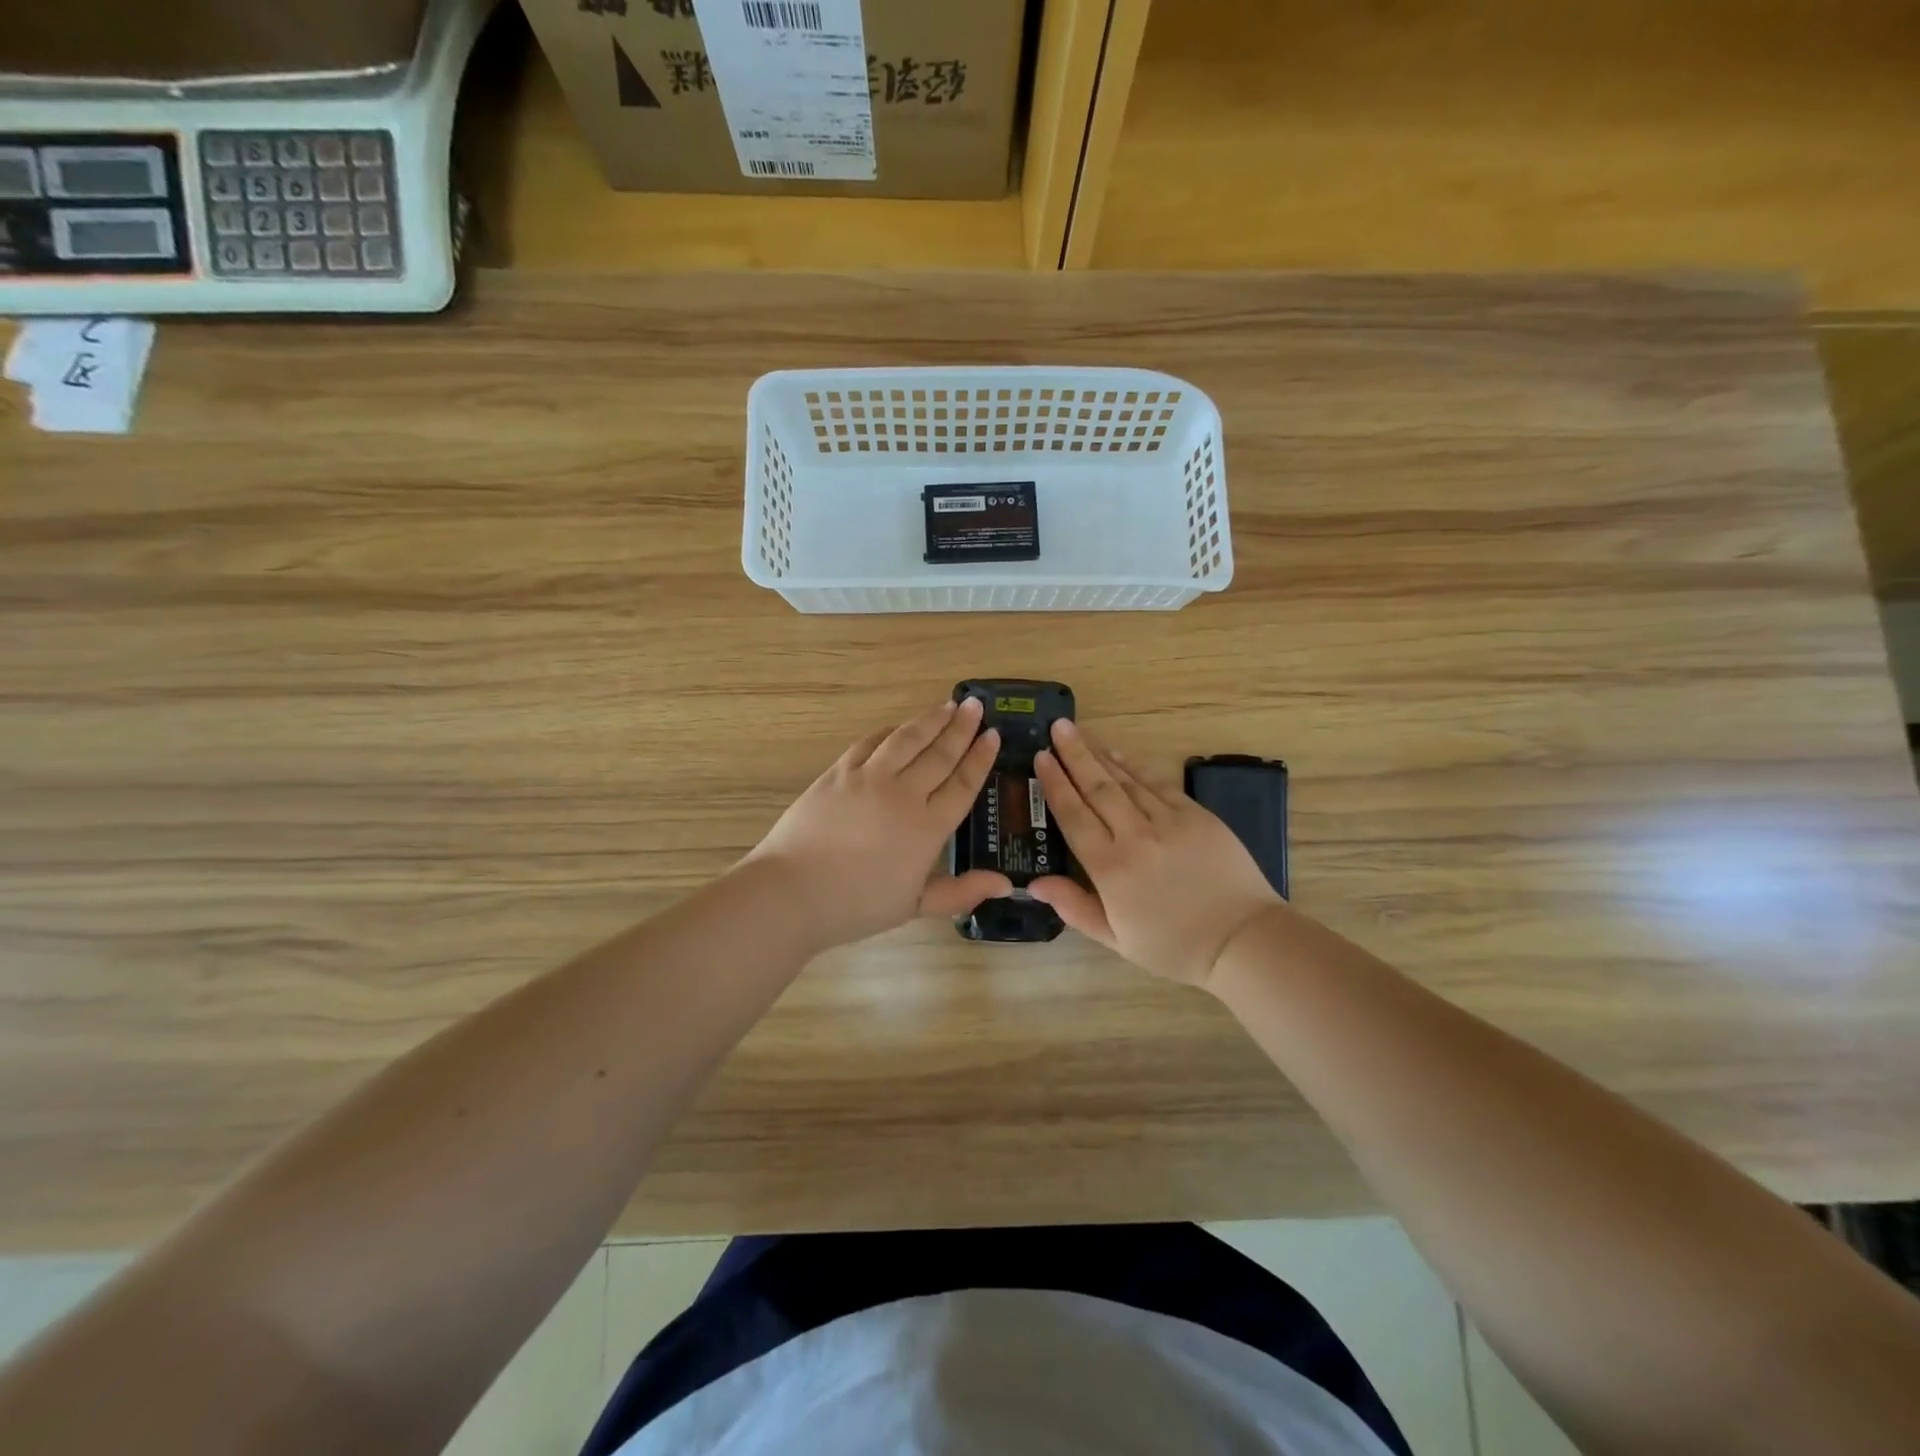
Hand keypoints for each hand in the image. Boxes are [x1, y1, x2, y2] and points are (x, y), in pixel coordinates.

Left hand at [746, 698, 1011, 950]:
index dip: (980, 758)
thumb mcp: (914, 906)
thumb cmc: (856, 905)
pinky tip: (898, 727)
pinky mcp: (838, 772)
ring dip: (930, 720)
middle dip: (961, 728)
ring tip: (947, 705)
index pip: (962, 784)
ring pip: (907, 740)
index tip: (993, 735)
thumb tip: (1005, 883)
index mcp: (927, 828)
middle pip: (939, 754)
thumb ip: (961, 892)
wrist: (792, 892)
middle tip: (976, 706)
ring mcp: (868, 778)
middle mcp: (903, 794)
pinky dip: (889, 732)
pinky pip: (870, 743)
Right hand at [1030, 720, 1281, 987]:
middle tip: (1057, 727)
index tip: (1040, 757)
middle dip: (1074, 755)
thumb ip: (1074, 907)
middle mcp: (1134, 837)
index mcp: (1110, 869)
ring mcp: (1168, 822)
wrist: (1242, 940)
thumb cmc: (1174, 946)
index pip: (1073, 816)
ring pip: (1126, 780)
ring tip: (1081, 732)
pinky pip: (1158, 784)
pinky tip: (1120, 755)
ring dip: (1100, 754)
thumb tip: (1035, 882)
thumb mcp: (1116, 939)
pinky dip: (1136, 767)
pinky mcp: (1196, 815)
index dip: (1055, 784)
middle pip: (1097, 788)